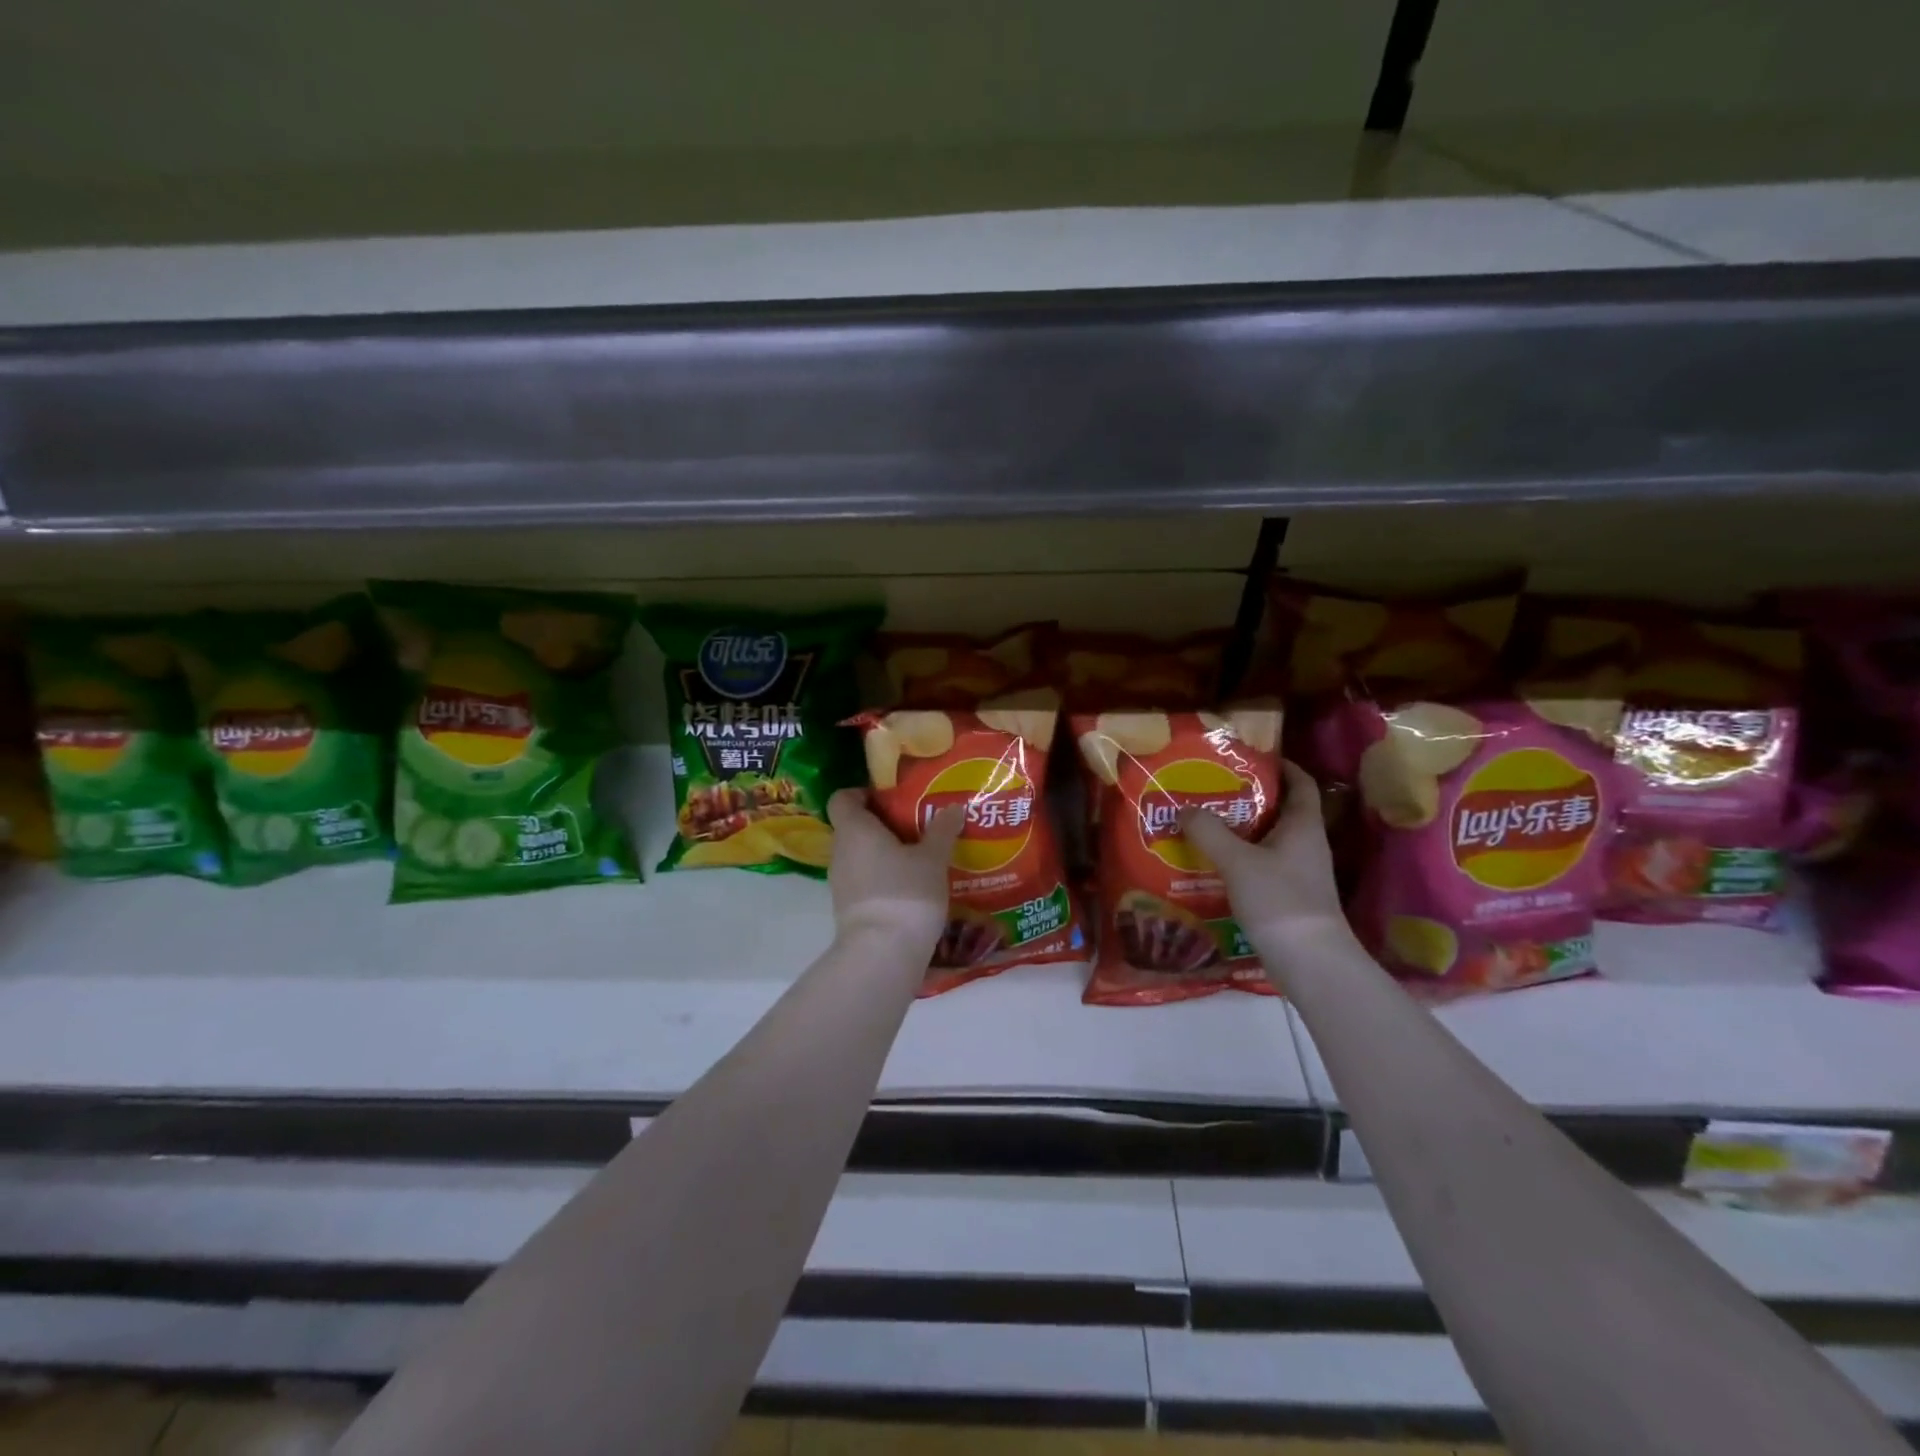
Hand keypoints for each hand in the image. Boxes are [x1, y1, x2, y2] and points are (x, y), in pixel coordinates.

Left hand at [826, 789, 964, 949]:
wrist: (882, 954)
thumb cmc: (906, 893)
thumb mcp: (933, 858)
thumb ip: (942, 830)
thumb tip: (954, 807)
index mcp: (855, 829)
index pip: (843, 798)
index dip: (864, 793)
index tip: (893, 797)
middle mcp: (840, 852)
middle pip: (855, 826)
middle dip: (884, 824)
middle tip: (917, 824)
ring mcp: (841, 882)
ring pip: (861, 855)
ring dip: (885, 853)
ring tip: (920, 855)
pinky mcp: (848, 908)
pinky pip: (865, 880)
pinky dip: (884, 877)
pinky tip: (912, 884)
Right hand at [1181, 762, 1350, 944]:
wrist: (1310, 963)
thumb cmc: (1279, 901)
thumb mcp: (1238, 861)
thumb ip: (1209, 832)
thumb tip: (1184, 808)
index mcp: (1303, 827)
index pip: (1301, 784)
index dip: (1282, 766)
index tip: (1252, 757)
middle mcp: (1306, 845)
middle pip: (1281, 811)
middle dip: (1250, 799)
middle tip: (1213, 790)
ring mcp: (1300, 874)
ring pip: (1269, 840)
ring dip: (1242, 831)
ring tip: (1205, 824)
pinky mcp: (1289, 897)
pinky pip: (1263, 866)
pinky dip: (1241, 859)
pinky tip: (1213, 864)